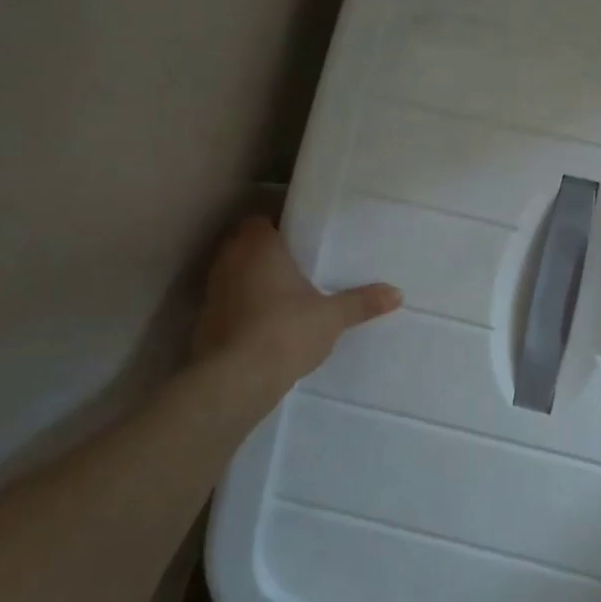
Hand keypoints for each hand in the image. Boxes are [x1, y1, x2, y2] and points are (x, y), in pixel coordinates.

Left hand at [191, 216, 401, 410]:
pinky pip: (224, 305)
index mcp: (259, 246)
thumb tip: (397, 293)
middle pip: (243, 246)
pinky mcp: (203, 322)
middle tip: (294, 267)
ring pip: (232, 275)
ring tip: (280, 297)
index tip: (297, 240)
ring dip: (249, 282)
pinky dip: (239, 310)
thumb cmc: (286, 331)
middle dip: (264, 254)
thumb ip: (362, 302)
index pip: (259, 221)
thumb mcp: (332, 317)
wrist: (236, 380)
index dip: (276, 228)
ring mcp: (211, 292)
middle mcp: (229, 261)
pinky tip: (261, 326)